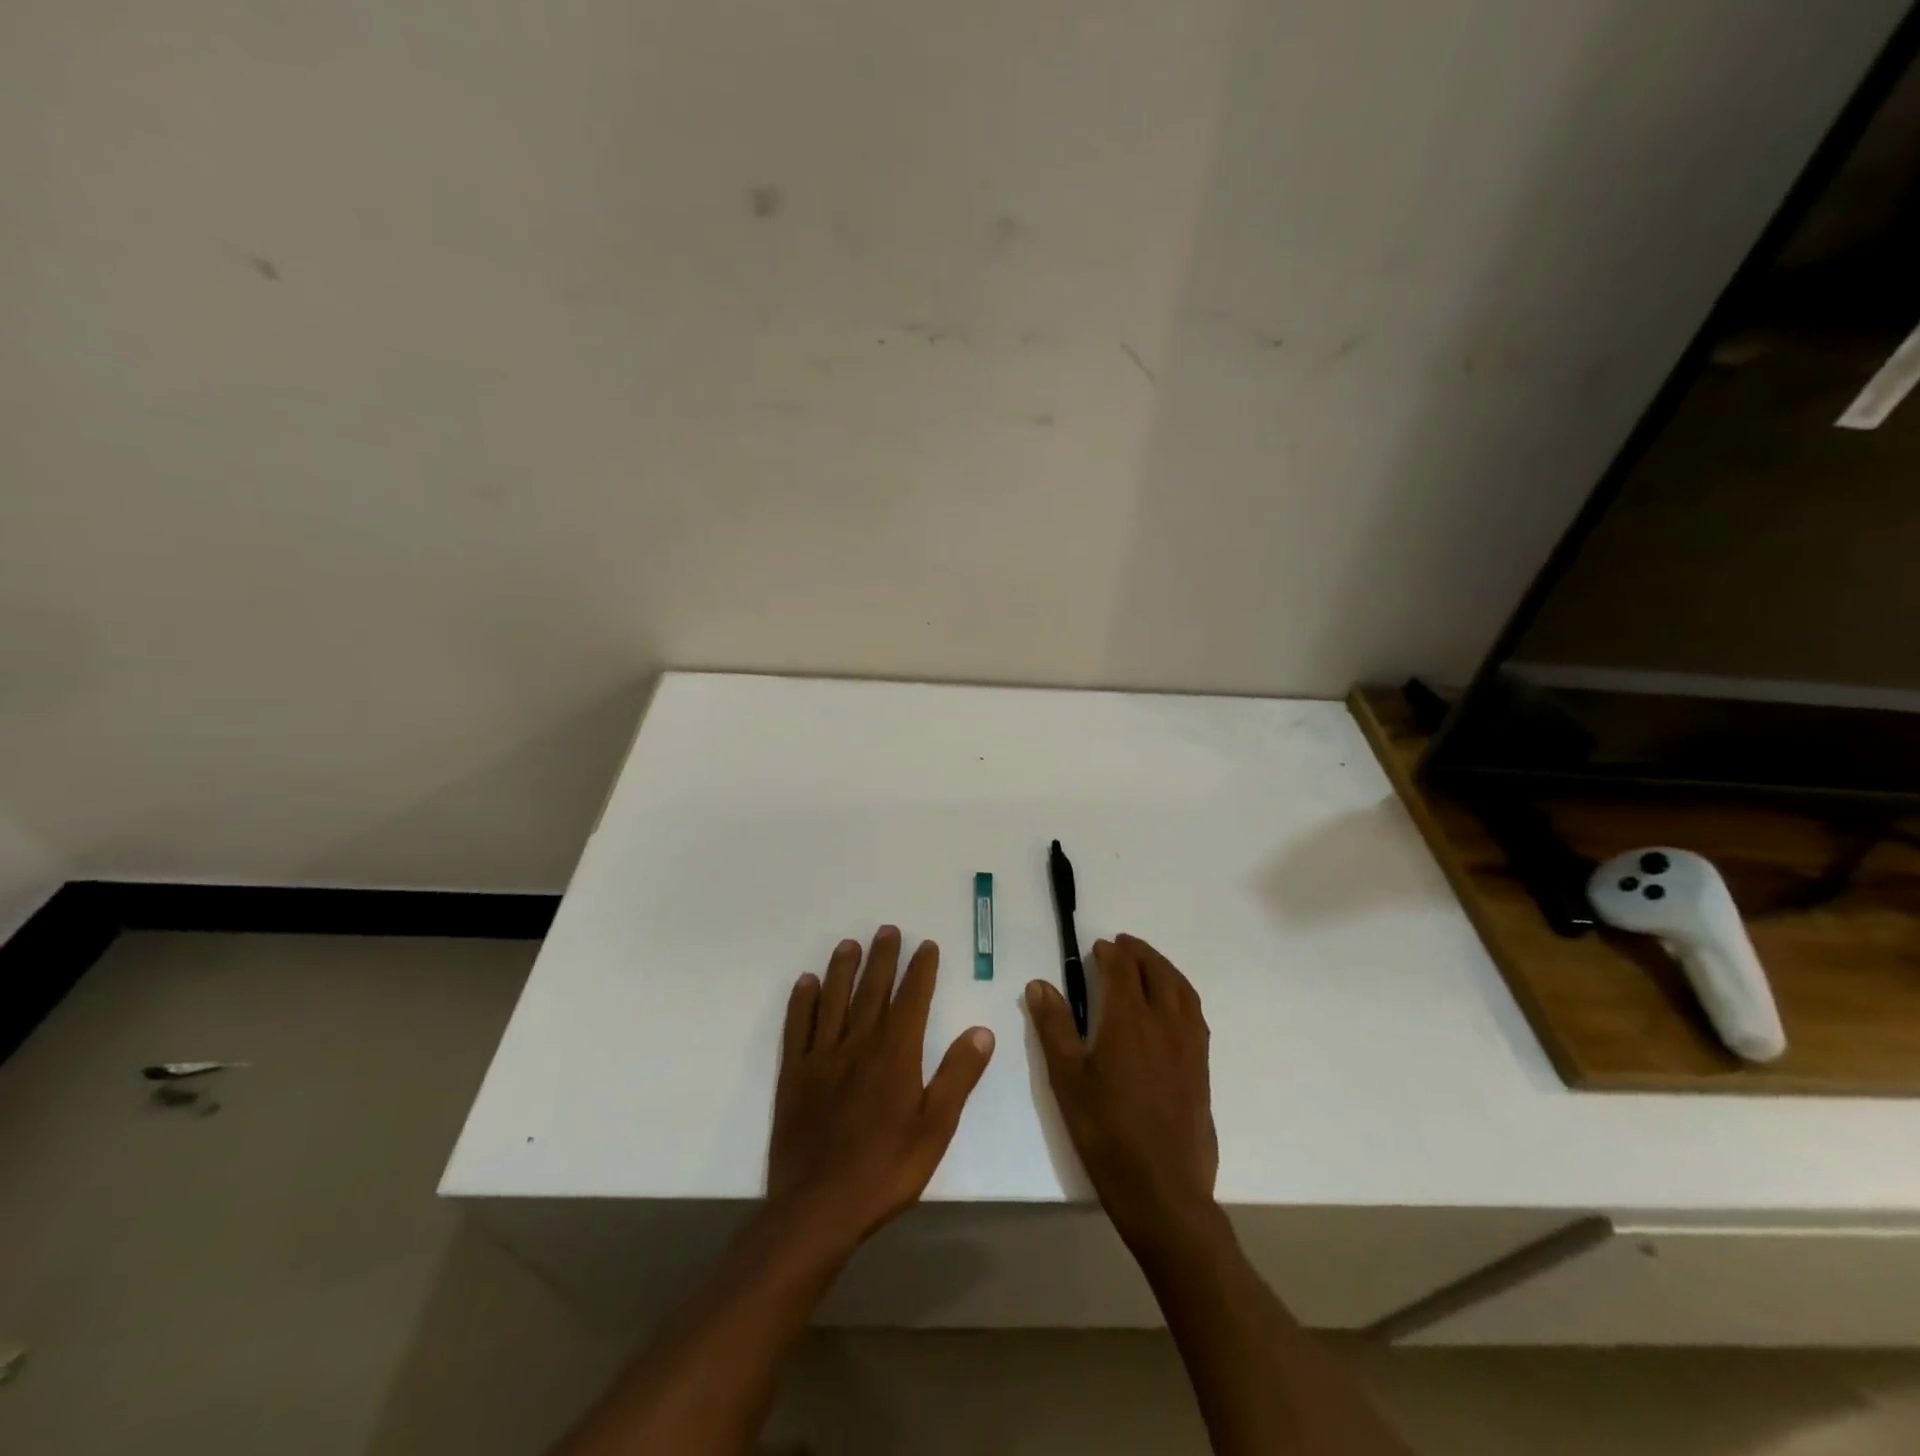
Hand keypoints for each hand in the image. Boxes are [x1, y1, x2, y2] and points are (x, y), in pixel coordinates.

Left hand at [768, 927, 995, 1254]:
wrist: (818, 1207)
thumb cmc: (885, 1170)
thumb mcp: (935, 1129)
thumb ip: (957, 1077)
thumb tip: (981, 1031)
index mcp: (895, 1055)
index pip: (912, 1000)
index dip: (921, 970)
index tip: (926, 945)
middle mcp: (858, 1044)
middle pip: (872, 990)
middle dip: (883, 958)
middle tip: (888, 930)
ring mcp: (822, 1057)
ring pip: (833, 1000)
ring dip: (842, 969)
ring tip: (849, 944)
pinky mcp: (794, 1075)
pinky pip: (798, 1028)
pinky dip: (802, 1002)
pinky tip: (806, 983)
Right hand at [1027, 934, 1218, 1251]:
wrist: (1162, 1190)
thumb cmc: (1106, 1132)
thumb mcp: (1067, 1079)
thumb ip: (1054, 1026)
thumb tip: (1040, 984)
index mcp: (1129, 1020)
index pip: (1123, 969)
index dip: (1110, 953)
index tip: (1097, 948)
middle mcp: (1164, 1022)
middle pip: (1157, 971)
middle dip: (1139, 953)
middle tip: (1122, 946)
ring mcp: (1189, 1044)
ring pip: (1181, 989)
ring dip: (1163, 968)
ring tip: (1148, 964)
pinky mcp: (1202, 1067)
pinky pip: (1194, 1012)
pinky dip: (1181, 993)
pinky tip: (1172, 1005)